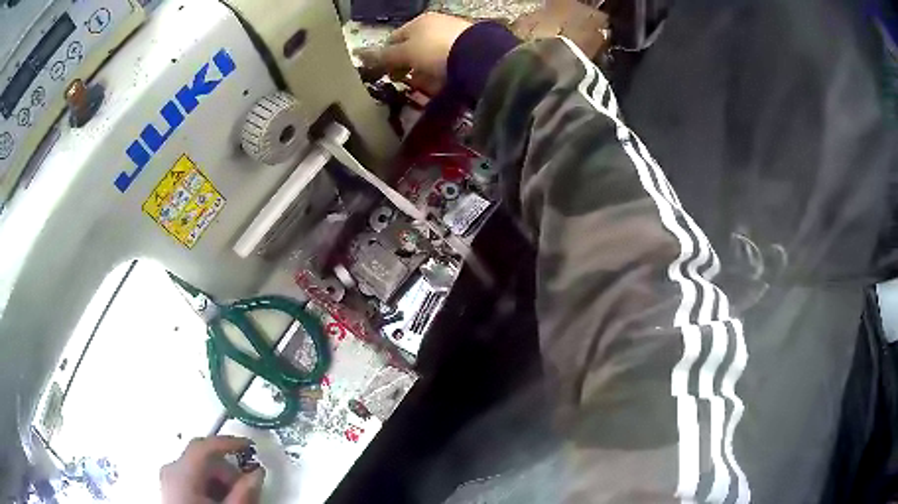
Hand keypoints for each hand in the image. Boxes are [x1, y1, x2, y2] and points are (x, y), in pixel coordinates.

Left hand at [160, 436, 264, 503]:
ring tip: (231, 501)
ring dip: (219, 480)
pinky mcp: (170, 487)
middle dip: (227, 472)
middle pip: (204, 459)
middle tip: (244, 490)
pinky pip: (192, 477)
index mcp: (181, 474)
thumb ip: (244, 492)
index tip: (248, 446)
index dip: (228, 442)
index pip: (204, 447)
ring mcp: (168, 478)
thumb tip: (257, 472)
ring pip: (199, 468)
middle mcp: (171, 470)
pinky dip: (208, 485)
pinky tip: (218, 501)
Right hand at [355, 13, 471, 93]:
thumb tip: (359, 55)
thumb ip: (384, 56)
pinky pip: (450, 62)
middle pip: (414, 48)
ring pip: (432, 56)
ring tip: (426, 86)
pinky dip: (444, 73)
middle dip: (407, 66)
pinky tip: (444, 83)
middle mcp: (437, 24)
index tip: (386, 74)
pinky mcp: (471, 49)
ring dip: (425, 72)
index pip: (394, 38)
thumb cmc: (434, 50)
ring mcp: (455, 35)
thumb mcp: (405, 53)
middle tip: (406, 82)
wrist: (479, 55)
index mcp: (418, 21)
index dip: (387, 57)